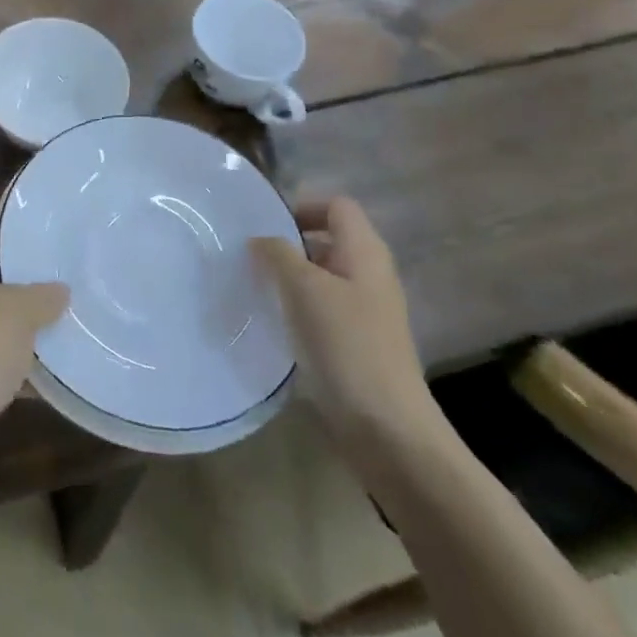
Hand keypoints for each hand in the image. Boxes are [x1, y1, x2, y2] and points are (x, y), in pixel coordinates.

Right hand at [251, 198, 440, 460]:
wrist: (387, 429)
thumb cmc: (347, 345)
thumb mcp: (305, 289)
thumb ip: (278, 254)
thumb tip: (259, 239)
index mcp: (365, 252)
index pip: (336, 206)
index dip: (302, 207)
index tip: (266, 227)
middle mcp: (369, 274)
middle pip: (327, 240)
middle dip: (288, 245)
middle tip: (249, 258)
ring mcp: (365, 311)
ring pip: (321, 277)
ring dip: (289, 279)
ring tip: (254, 289)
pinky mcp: (356, 343)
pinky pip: (321, 310)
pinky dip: (297, 309)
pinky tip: (273, 324)